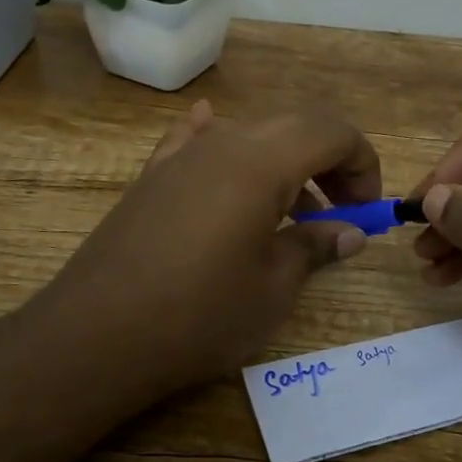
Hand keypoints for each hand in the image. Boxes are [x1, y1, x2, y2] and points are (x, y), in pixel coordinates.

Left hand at [33, 101, 380, 398]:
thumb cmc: (199, 314)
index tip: (366, 210)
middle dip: (329, 161)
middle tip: (340, 211)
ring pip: (248, 135)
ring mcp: (180, 156)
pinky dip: (221, 142)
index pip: (331, 132)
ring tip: (290, 212)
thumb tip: (350, 232)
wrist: (95, 335)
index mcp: (261, 161)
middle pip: (293, 126)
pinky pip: (194, 142)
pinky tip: (214, 139)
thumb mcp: (273, 287)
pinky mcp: (151, 177)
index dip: (362, 163)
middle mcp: (222, 143)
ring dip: (283, 163)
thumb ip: (315, 246)